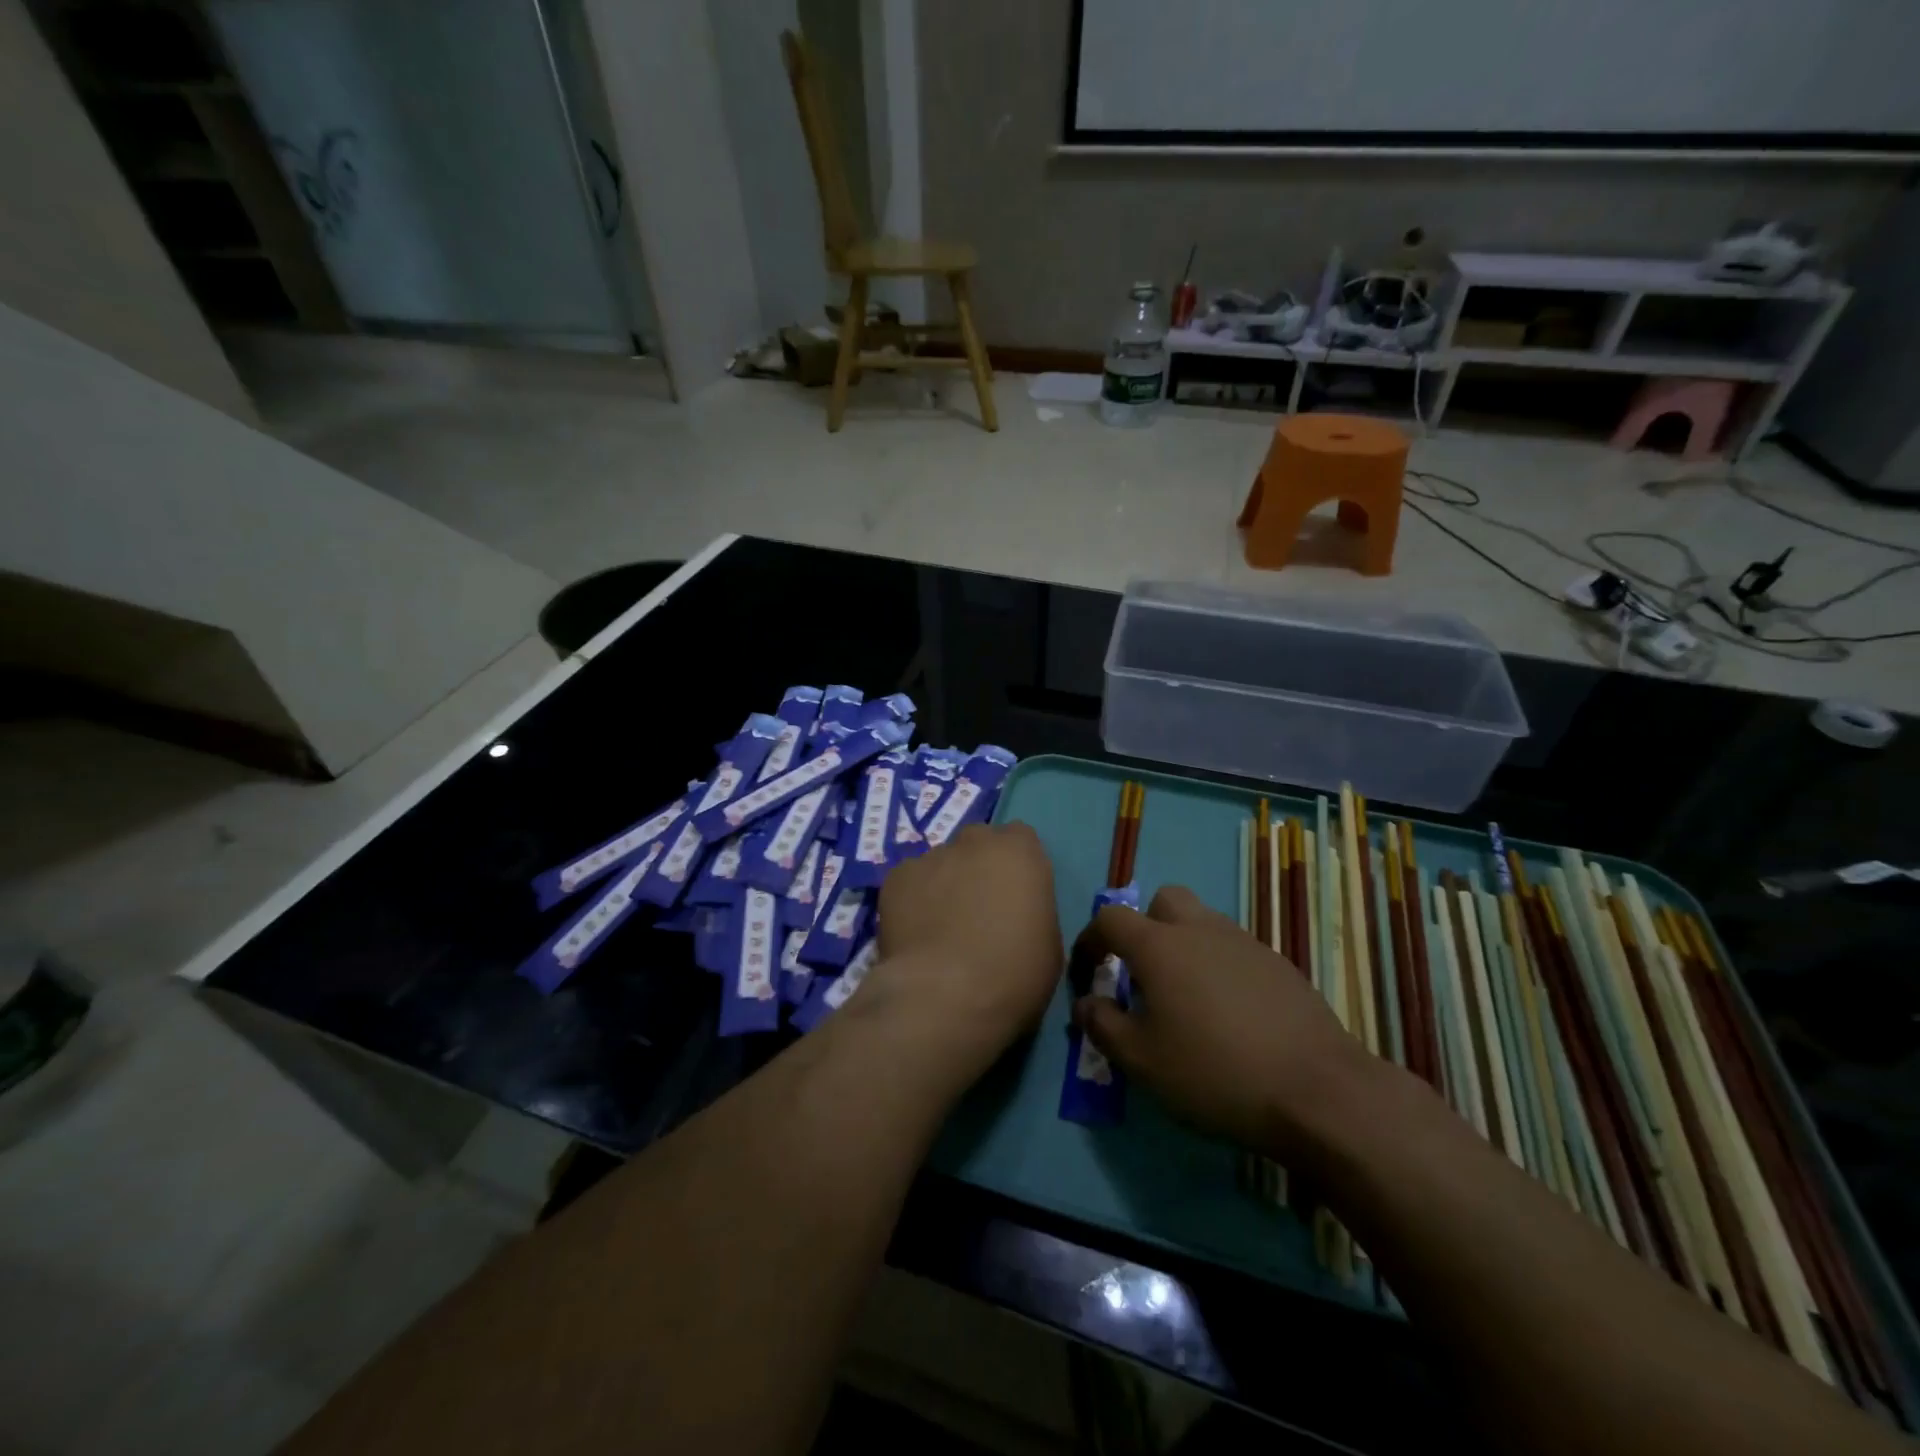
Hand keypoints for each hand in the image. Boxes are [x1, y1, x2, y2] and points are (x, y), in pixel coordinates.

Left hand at [863, 823, 1062, 1068]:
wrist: (944, 997)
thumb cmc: (1013, 975)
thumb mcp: (1048, 944)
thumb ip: (1033, 911)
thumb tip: (1016, 915)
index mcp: (1019, 852)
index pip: (1020, 839)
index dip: (1016, 866)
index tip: (1015, 894)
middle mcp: (975, 842)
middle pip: (978, 843)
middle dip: (979, 866)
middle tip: (978, 908)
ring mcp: (931, 857)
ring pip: (941, 862)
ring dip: (945, 883)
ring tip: (940, 926)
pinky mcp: (896, 878)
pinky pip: (910, 882)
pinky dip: (913, 899)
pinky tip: (915, 932)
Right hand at [1072, 885, 1376, 1162]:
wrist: (1318, 1091)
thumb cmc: (1215, 1072)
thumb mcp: (1142, 1061)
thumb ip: (1103, 1026)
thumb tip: (1086, 1003)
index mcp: (1159, 946)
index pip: (1109, 920)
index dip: (1090, 941)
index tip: (1087, 974)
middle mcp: (1200, 929)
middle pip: (1163, 901)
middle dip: (1145, 926)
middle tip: (1144, 973)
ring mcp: (1245, 943)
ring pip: (1203, 923)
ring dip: (1184, 945)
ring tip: (1187, 997)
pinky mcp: (1279, 964)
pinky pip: (1234, 949)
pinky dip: (1219, 966)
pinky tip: (1230, 1013)